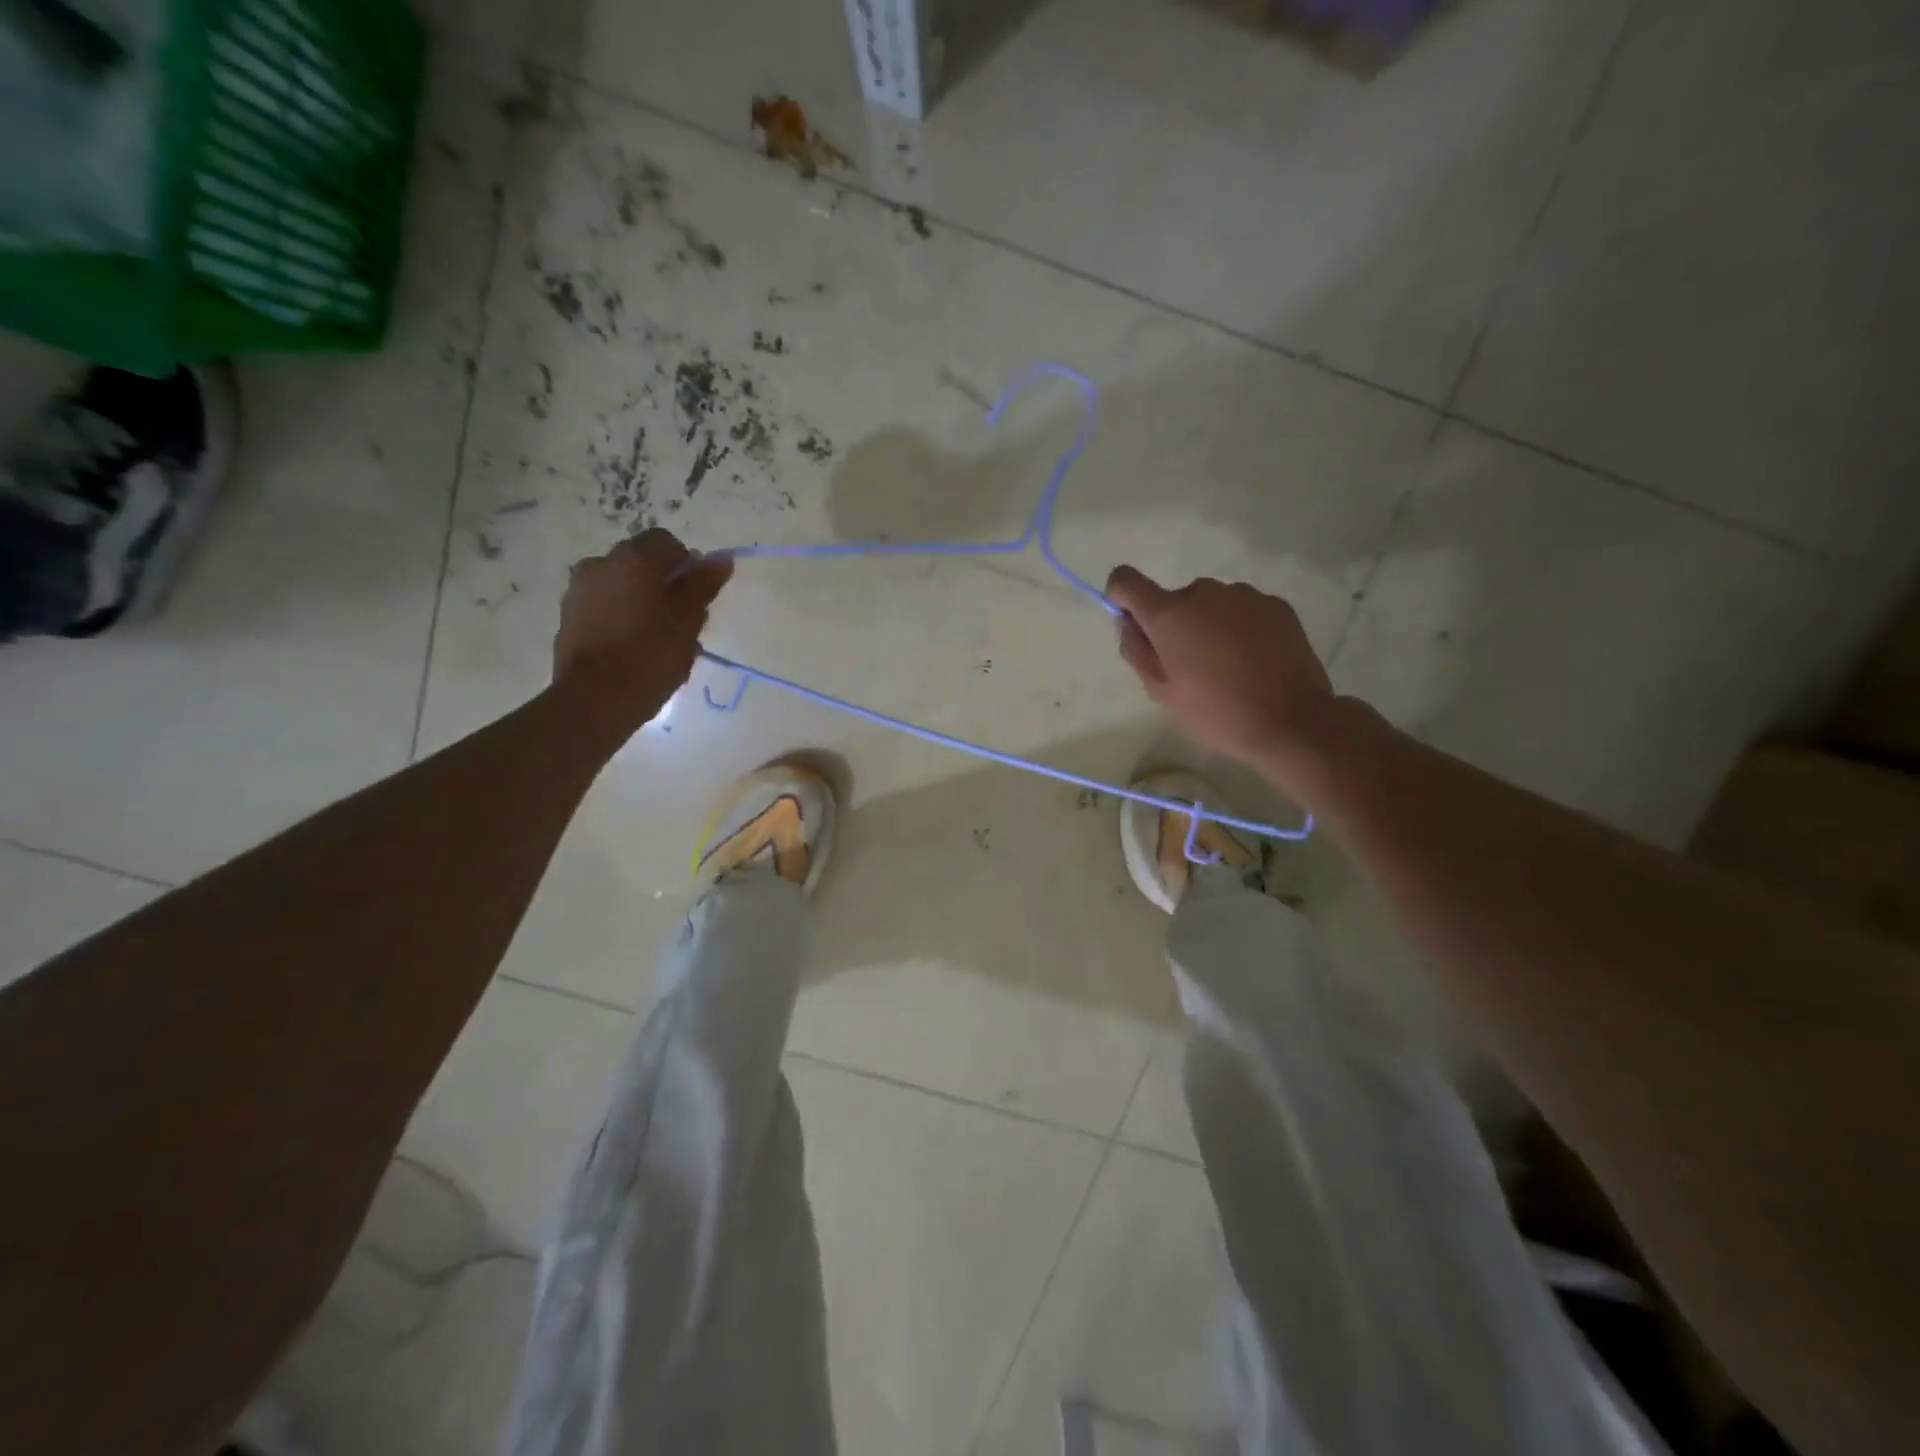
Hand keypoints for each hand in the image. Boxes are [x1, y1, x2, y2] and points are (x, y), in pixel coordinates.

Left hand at [552, 529, 731, 732]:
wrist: (595, 698)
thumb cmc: (651, 655)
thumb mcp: (688, 619)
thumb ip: (704, 584)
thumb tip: (722, 558)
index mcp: (634, 558)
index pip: (668, 543)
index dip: (688, 567)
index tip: (698, 600)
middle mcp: (601, 563)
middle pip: (643, 563)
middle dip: (666, 585)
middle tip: (684, 623)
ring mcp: (580, 589)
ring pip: (624, 585)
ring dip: (644, 602)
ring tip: (660, 640)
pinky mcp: (569, 615)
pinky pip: (605, 605)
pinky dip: (622, 617)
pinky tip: (634, 648)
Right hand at [1106, 565, 1335, 780]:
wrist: (1293, 721)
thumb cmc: (1217, 712)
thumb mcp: (1162, 691)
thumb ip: (1136, 650)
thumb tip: (1128, 622)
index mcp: (1169, 614)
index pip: (1126, 580)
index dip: (1122, 598)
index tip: (1134, 625)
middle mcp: (1204, 592)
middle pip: (1174, 599)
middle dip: (1175, 625)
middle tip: (1191, 667)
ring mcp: (1244, 594)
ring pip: (1211, 604)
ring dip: (1209, 626)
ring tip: (1228, 666)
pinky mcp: (1276, 604)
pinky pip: (1242, 610)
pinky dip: (1239, 628)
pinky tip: (1255, 661)